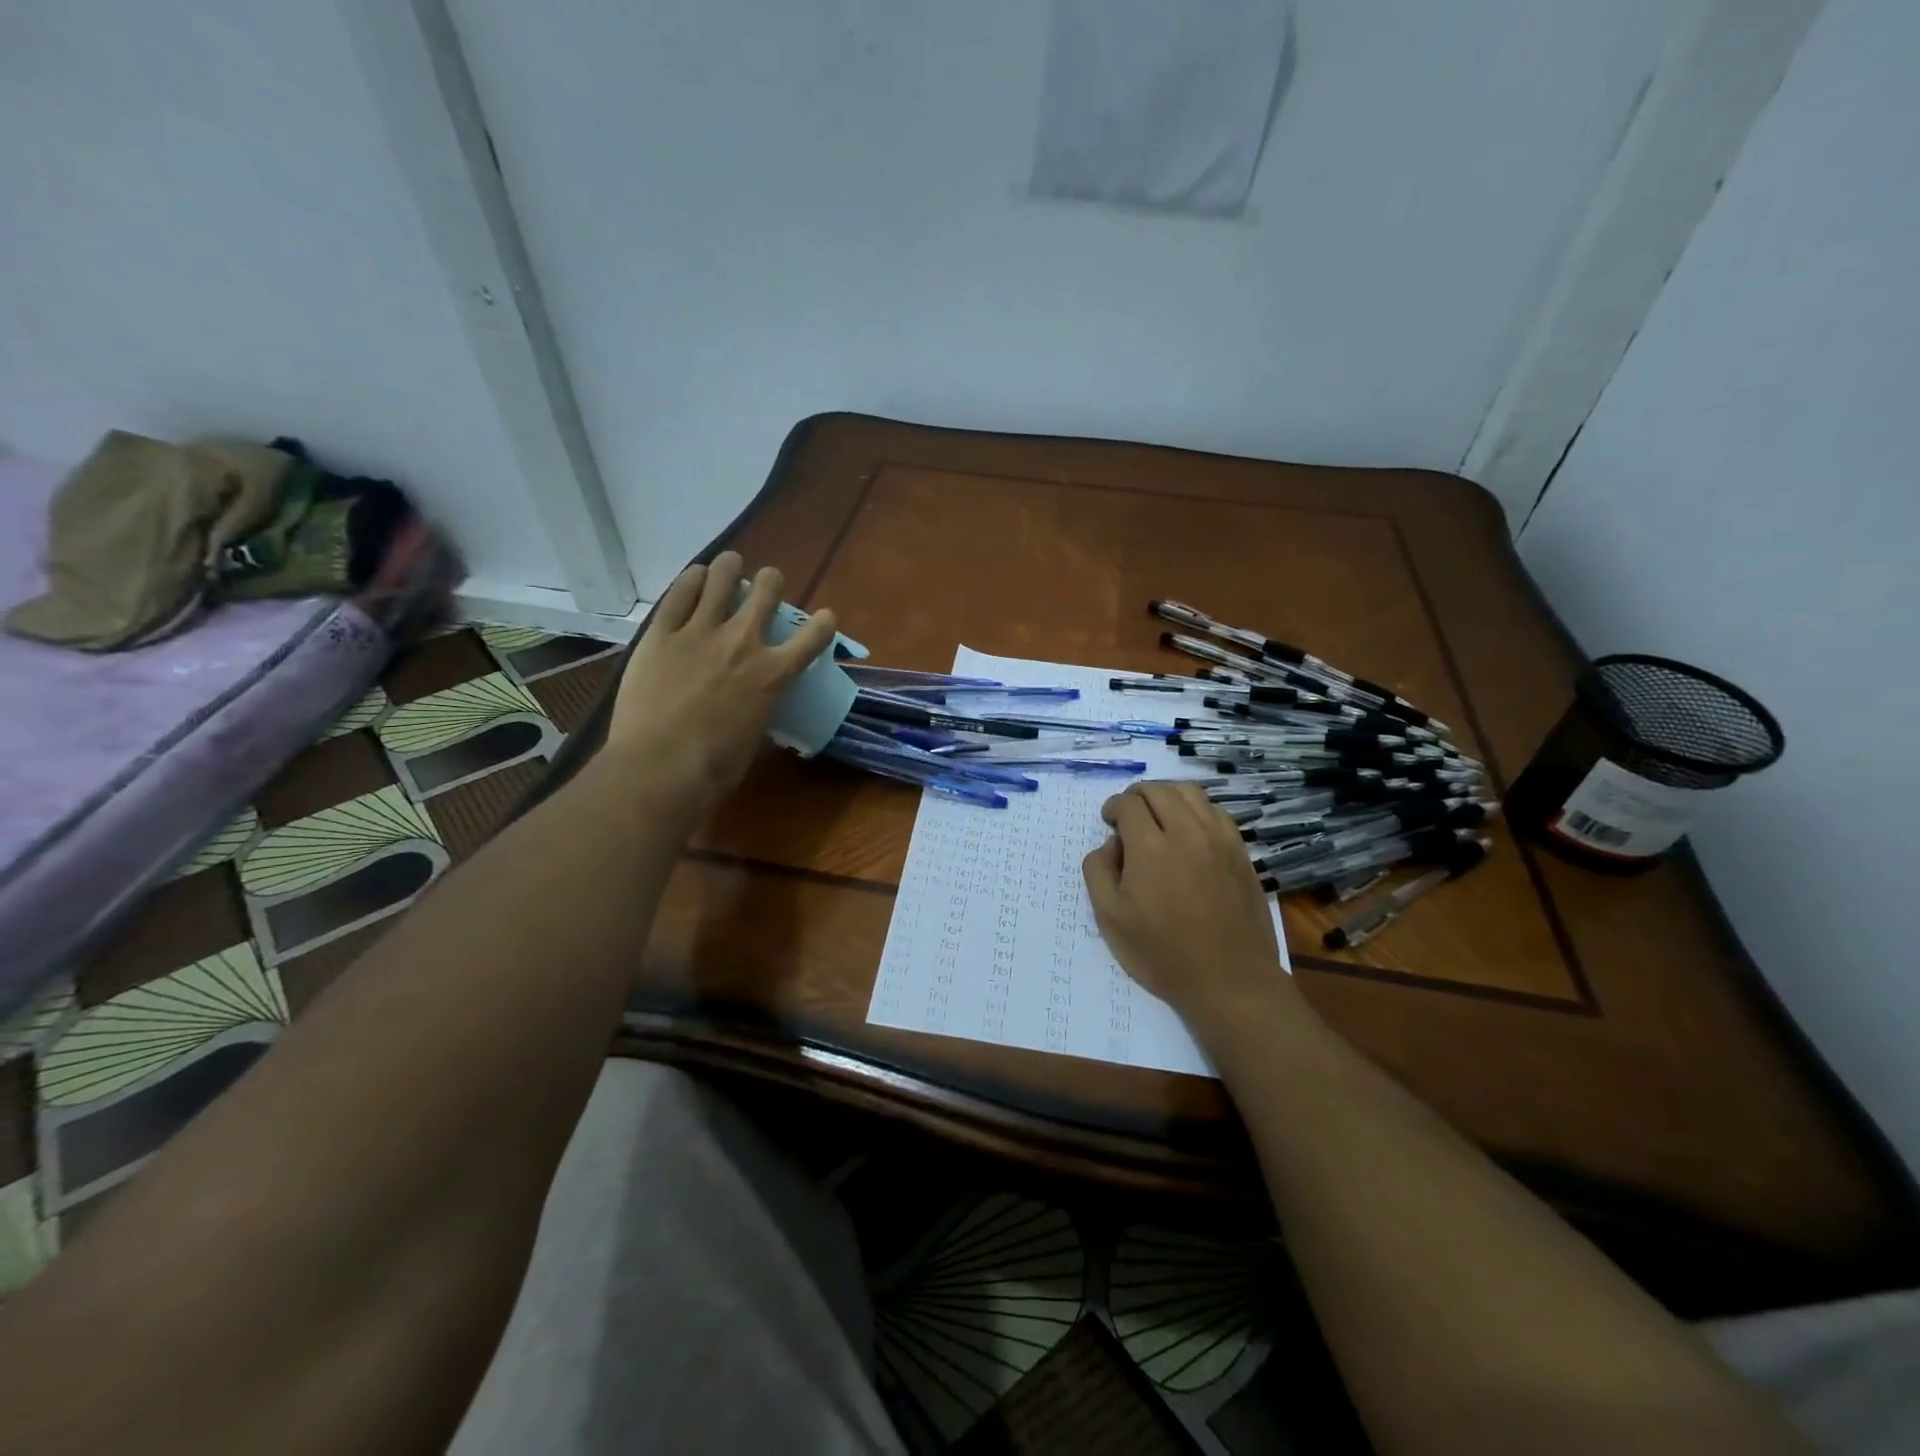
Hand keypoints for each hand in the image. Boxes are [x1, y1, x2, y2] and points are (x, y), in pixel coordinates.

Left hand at [605, 552, 837, 805]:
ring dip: (730, 568)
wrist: (662, 767)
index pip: (814, 636)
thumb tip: (756, 706)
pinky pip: (679, 593)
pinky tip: (695, 576)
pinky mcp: (661, 633)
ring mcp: (700, 632)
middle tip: (765, 585)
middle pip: (766, 591)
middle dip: (770, 582)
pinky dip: (691, 580)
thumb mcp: (755, 736)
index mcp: (774, 674)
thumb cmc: (717, 767)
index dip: (824, 623)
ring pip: (722, 578)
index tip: (824, 619)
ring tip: (728, 566)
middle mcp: (743, 641)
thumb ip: (760, 708)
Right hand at [1083, 782, 1296, 1041]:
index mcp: (1150, 846)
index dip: (1112, 807)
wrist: (1230, 980)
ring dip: (1167, 795)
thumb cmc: (1162, 953)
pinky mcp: (1240, 852)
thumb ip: (1098, 871)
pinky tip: (1189, 831)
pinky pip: (1216, 812)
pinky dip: (1196, 810)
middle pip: (1159, 790)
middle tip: (1128, 815)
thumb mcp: (1110, 918)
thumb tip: (1109, 844)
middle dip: (1137, 795)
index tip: (1109, 823)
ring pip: (1191, 793)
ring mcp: (1219, 839)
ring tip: (1158, 815)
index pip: (1127, 803)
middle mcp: (1186, 831)